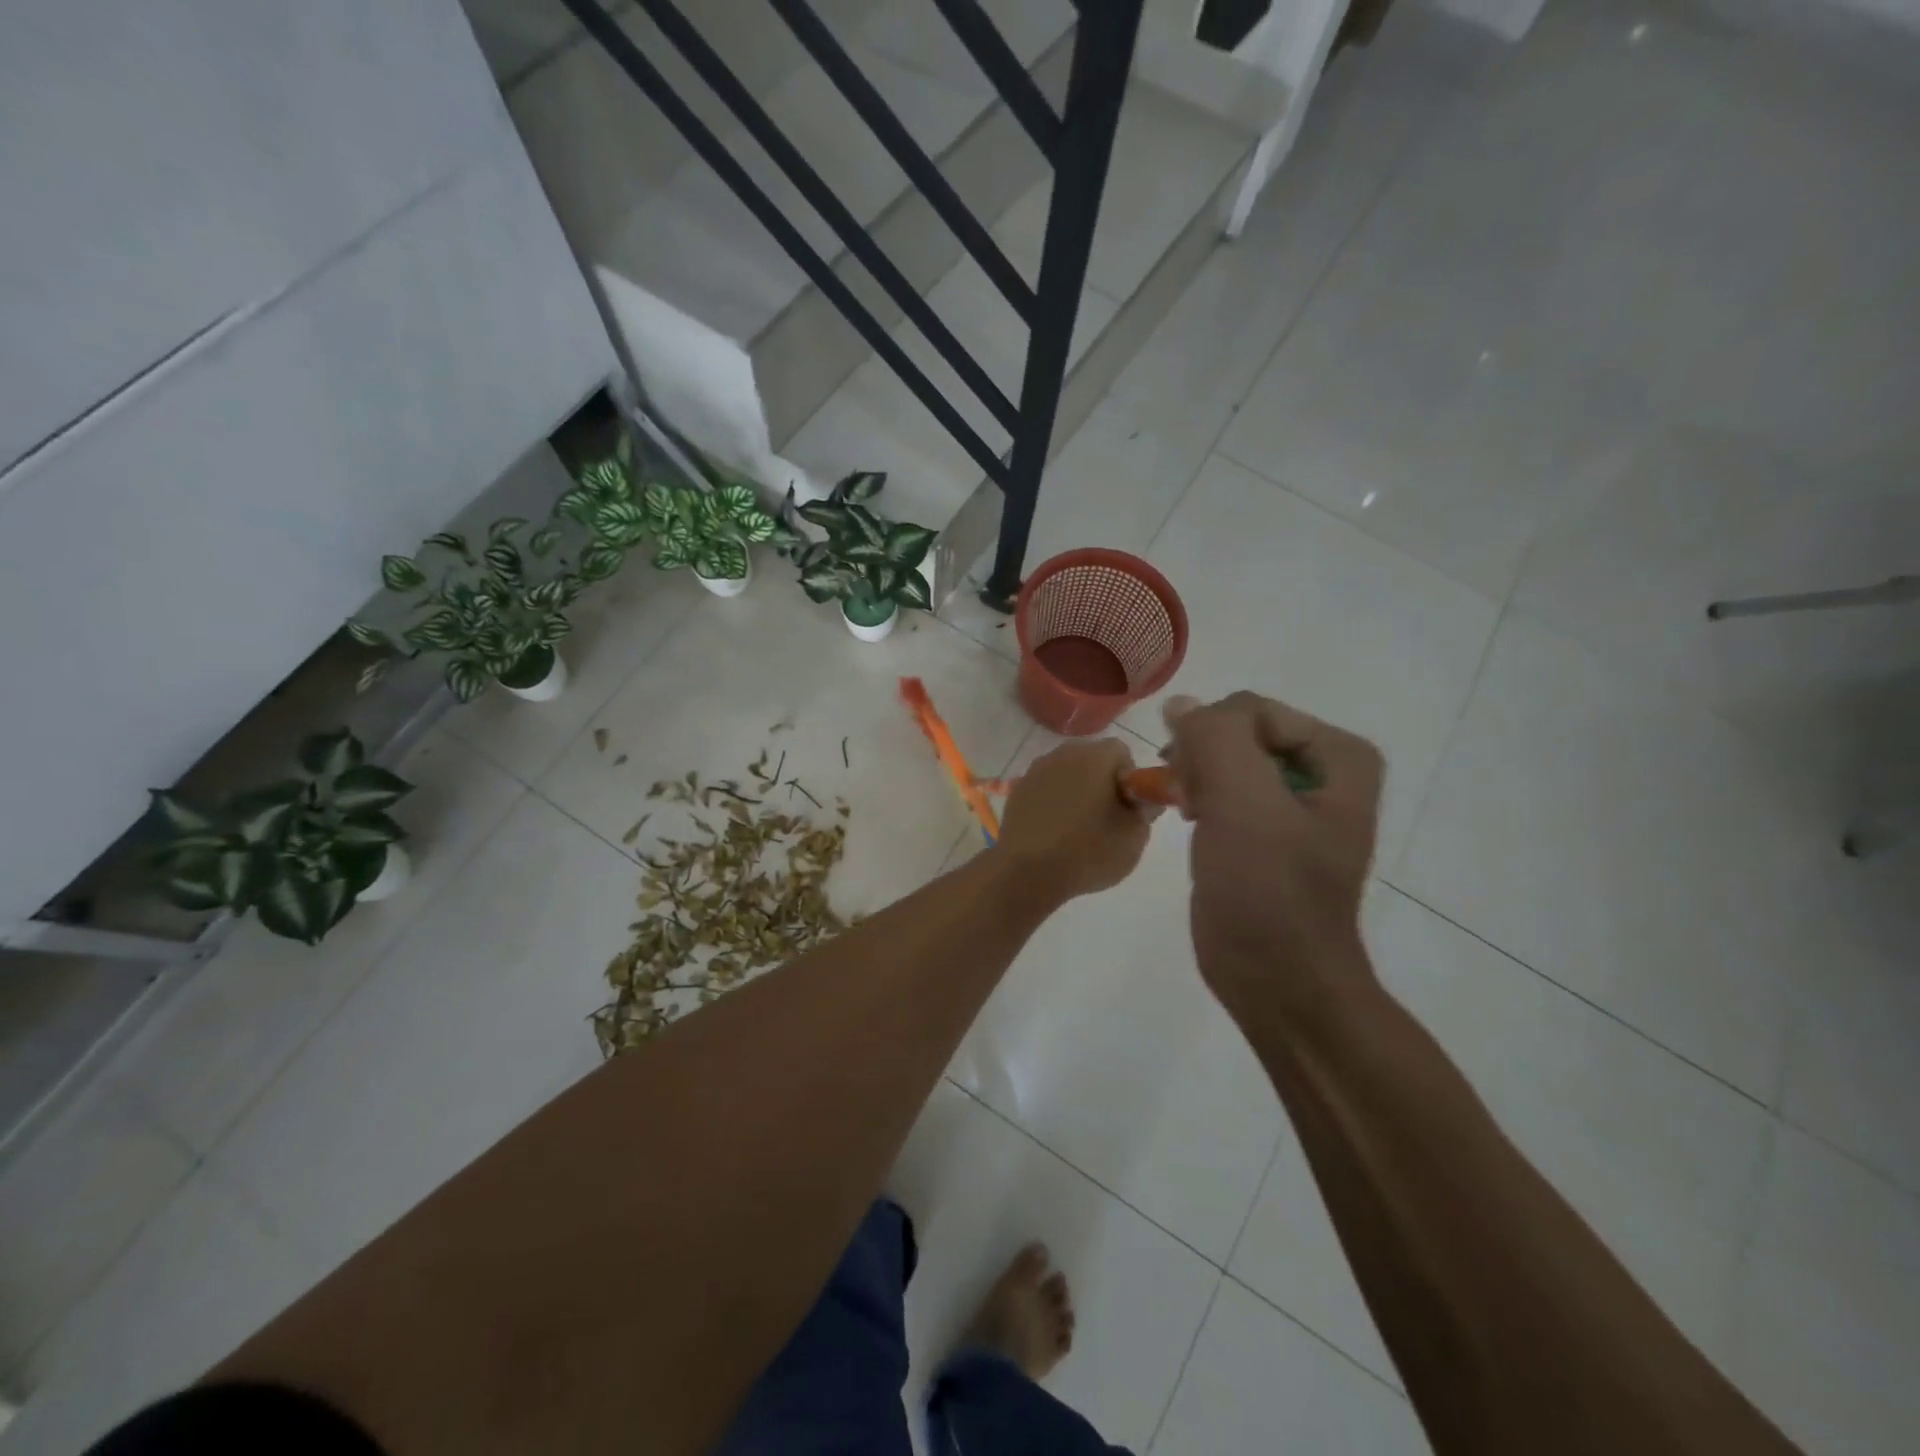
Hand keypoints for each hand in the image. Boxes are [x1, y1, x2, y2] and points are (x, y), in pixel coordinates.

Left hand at [995, 738, 1155, 906]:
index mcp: (1094, 757)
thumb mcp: (1133, 837)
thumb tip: (1143, 799)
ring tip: (1078, 827)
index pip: (1121, 752)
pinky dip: (1053, 801)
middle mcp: (1062, 754)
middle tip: (1106, 817)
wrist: (1028, 873)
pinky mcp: (1018, 790)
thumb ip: (1145, 811)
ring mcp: (1036, 771)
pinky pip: (1046, 788)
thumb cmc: (1088, 852)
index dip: (1130, 778)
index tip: (1127, 807)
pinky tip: (1054, 831)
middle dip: (1103, 781)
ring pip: (1067, 773)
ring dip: (1077, 790)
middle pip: (1092, 758)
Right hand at [1163, 692, 1382, 1026]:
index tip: (1188, 782)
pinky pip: (1223, 790)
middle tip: (1185, 799)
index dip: (1211, 740)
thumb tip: (1180, 703)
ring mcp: (1295, 804)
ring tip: (1184, 812)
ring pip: (1225, 760)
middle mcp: (1324, 772)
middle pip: (1238, 732)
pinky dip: (1199, 799)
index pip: (1251, 711)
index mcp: (1340, 755)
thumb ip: (1213, 736)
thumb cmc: (1268, 889)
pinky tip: (1190, 822)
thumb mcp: (1243, 800)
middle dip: (1202, 759)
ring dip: (1195, 778)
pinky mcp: (1266, 833)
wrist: (1277, 979)